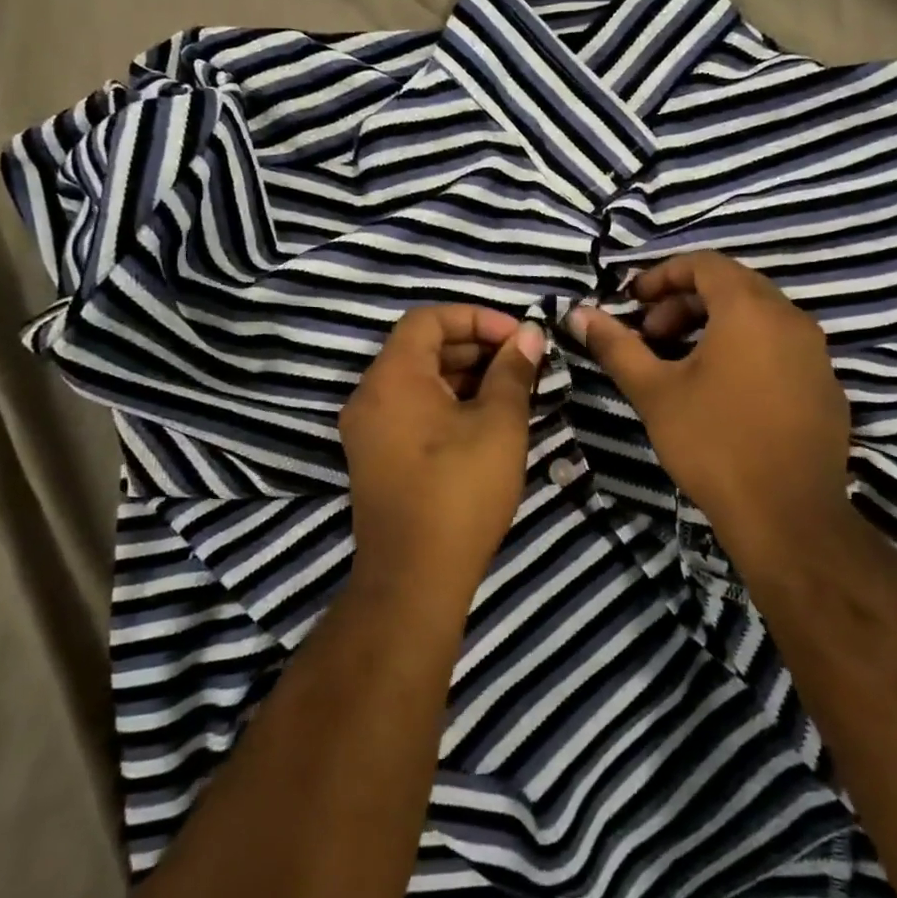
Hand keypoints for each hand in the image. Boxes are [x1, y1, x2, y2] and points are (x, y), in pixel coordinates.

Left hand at [340, 306, 546, 605]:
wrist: (414, 579)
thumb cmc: (460, 490)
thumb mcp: (499, 424)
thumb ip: (513, 372)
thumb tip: (528, 336)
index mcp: (392, 377)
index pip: (428, 319)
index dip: (476, 318)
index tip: (517, 337)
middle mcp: (370, 396)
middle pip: (421, 348)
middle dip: (475, 347)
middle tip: (521, 363)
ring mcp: (368, 431)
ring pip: (417, 382)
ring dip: (464, 377)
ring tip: (511, 391)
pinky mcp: (375, 459)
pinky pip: (411, 411)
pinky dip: (446, 404)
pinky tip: (485, 422)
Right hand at [567, 252, 849, 560]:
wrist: (788, 516)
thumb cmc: (713, 443)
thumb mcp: (654, 391)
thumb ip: (615, 346)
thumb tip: (578, 313)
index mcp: (750, 309)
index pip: (704, 263)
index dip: (662, 275)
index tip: (632, 303)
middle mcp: (791, 319)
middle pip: (732, 287)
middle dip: (684, 303)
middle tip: (651, 337)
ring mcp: (816, 354)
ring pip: (759, 319)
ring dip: (714, 327)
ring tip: (681, 365)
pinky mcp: (826, 387)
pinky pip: (780, 349)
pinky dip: (746, 351)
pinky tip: (724, 393)